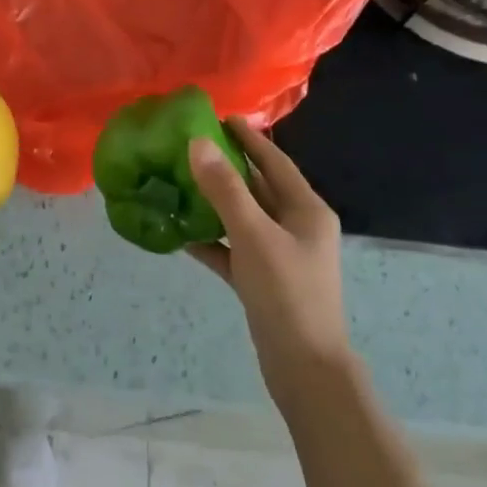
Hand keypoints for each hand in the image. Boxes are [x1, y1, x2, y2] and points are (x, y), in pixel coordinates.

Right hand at [187, 118, 352, 410]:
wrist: (304, 369)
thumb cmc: (287, 294)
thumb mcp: (253, 235)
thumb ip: (225, 188)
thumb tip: (198, 143)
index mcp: (306, 210)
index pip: (275, 162)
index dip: (250, 138)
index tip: (220, 117)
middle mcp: (296, 228)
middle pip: (258, 187)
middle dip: (228, 166)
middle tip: (190, 145)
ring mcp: (280, 256)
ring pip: (243, 218)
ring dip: (215, 202)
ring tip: (179, 181)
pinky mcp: (263, 281)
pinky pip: (233, 249)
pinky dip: (211, 240)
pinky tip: (181, 233)